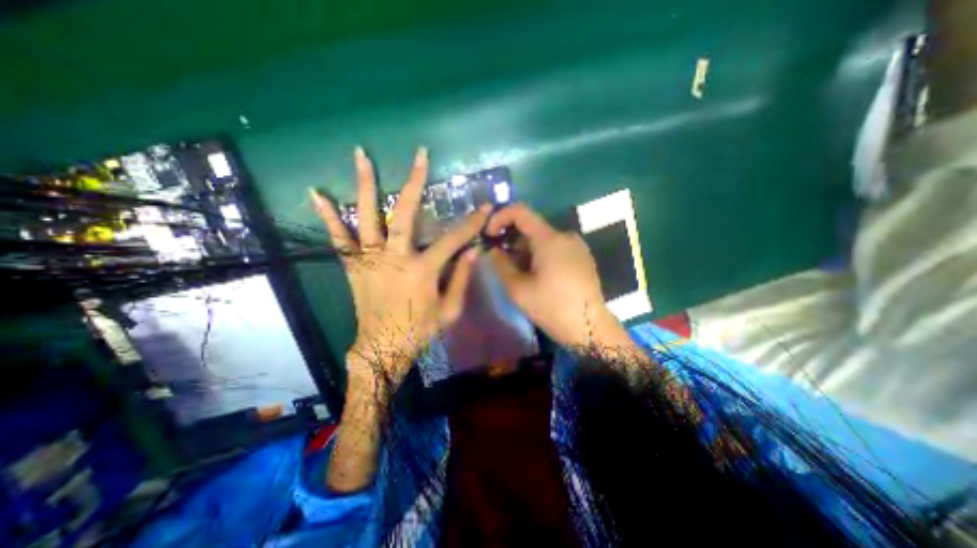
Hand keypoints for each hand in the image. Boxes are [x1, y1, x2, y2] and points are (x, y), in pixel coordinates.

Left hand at [310, 146, 488, 383]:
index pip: (453, 240)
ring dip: (365, 184)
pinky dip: (328, 216)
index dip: (471, 224)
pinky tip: (317, 193)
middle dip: (415, 182)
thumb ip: (461, 279)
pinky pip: (338, 238)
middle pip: (405, 213)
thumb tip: (472, 252)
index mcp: (422, 270)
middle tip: (420, 155)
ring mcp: (370, 259)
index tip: (484, 208)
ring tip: (361, 154)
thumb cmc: (420, 330)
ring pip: (366, 216)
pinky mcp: (353, 266)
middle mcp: (395, 258)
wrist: (383, 347)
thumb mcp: (450, 311)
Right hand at [485, 204, 629, 348]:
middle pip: (531, 227)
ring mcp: (576, 246)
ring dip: (525, 250)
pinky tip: (538, 276)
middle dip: (511, 240)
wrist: (589, 327)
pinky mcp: (582, 257)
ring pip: (543, 239)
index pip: (520, 211)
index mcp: (549, 238)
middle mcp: (565, 236)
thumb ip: (500, 264)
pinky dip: (540, 255)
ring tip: (518, 273)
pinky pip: (555, 248)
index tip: (489, 235)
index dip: (499, 217)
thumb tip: (493, 250)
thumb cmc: (551, 307)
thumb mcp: (517, 288)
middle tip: (500, 260)